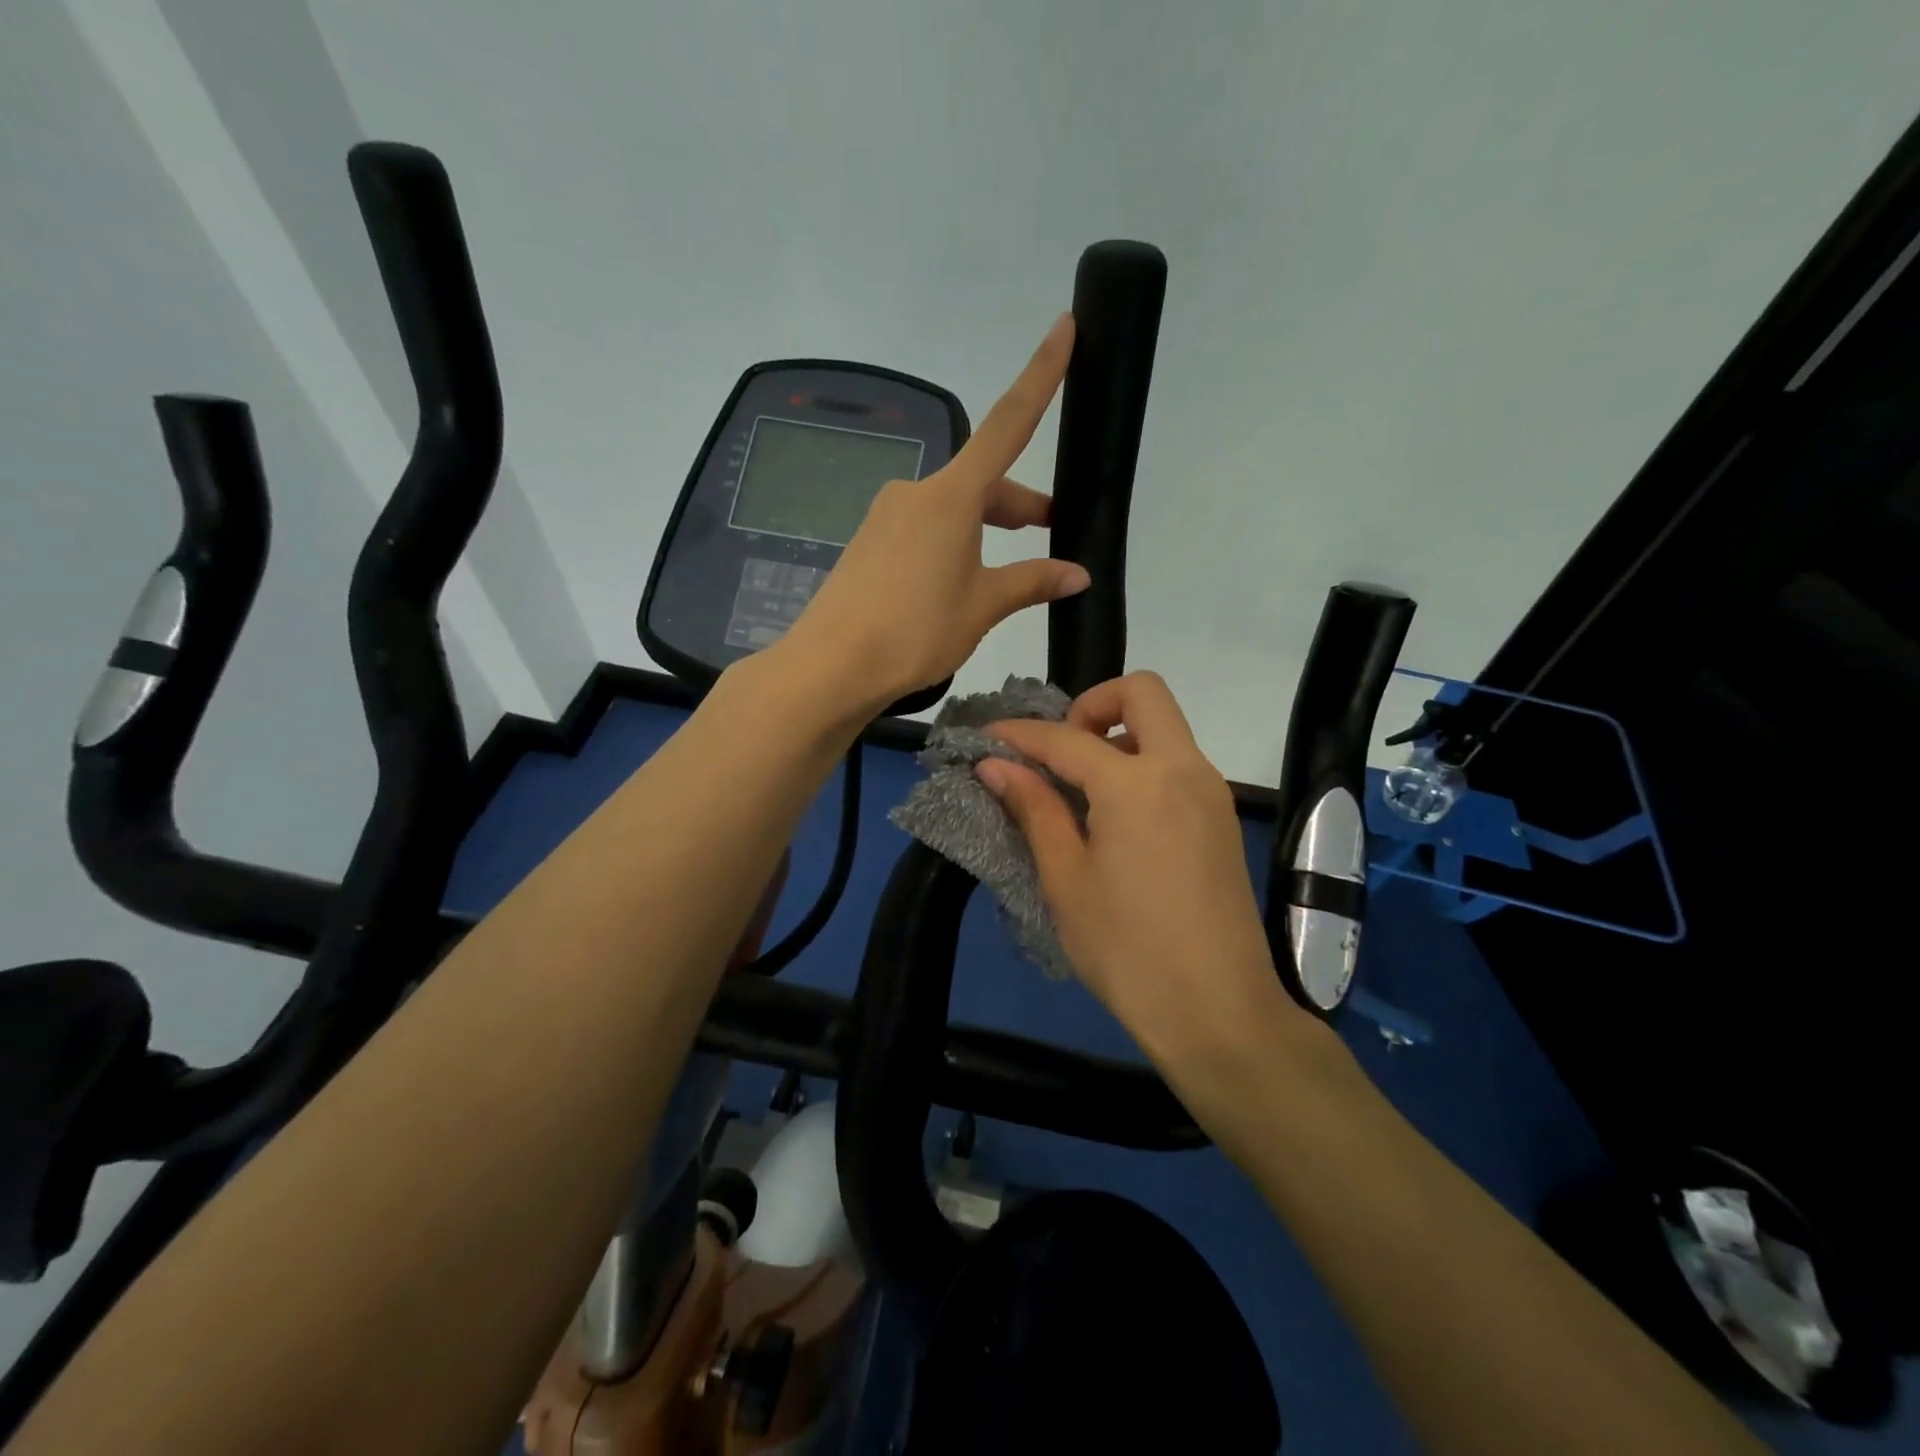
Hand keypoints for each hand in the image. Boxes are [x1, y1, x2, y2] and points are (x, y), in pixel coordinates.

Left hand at [778, 314, 1091, 708]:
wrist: (831, 665)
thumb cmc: (915, 630)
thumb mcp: (982, 606)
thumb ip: (1032, 582)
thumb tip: (1078, 574)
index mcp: (951, 496)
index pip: (1008, 423)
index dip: (1041, 375)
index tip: (1064, 326)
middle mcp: (917, 493)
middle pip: (982, 482)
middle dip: (1020, 504)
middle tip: (1054, 531)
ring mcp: (887, 517)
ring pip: (954, 511)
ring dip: (987, 529)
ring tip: (1011, 573)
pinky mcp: (871, 543)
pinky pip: (925, 531)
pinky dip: (955, 545)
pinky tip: (961, 584)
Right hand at [978, 672, 1319, 1083]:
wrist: (1218, 1010)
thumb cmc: (1127, 949)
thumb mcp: (1066, 879)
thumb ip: (1034, 809)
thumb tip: (994, 764)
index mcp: (1138, 783)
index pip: (1066, 737)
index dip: (1019, 734)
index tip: (985, 738)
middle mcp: (1183, 769)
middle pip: (1142, 693)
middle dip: (1091, 704)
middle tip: (1059, 753)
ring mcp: (1210, 792)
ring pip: (1164, 728)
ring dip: (1118, 736)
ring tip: (1078, 791)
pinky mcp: (1220, 818)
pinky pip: (1177, 763)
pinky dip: (1140, 766)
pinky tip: (1114, 817)